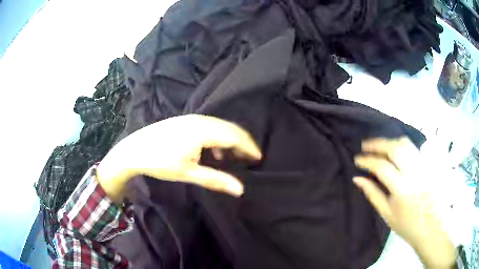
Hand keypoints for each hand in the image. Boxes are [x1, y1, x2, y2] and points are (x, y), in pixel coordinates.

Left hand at [97, 115, 261, 200]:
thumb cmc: (159, 162)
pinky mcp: (183, 121)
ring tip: (232, 157)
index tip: (258, 158)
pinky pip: (208, 126)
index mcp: (202, 130)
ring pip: (219, 126)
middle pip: (229, 128)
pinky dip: (216, 138)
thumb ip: (215, 179)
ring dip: (229, 140)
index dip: (249, 147)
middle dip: (241, 143)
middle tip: (249, 158)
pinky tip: (212, 151)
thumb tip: (240, 189)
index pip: (234, 135)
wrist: (133, 150)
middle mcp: (199, 119)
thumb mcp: (188, 173)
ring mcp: (190, 118)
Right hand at [353, 137, 455, 268]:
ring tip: (379, 145)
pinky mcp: (427, 164)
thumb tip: (357, 178)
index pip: (381, 166)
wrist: (430, 227)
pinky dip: (401, 145)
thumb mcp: (387, 213)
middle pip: (394, 148)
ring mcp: (423, 166)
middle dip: (377, 144)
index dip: (367, 160)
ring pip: (405, 144)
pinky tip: (395, 150)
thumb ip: (372, 194)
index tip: (357, 159)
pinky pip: (413, 148)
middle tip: (365, 145)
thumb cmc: (407, 225)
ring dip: (390, 141)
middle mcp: (413, 173)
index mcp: (402, 188)